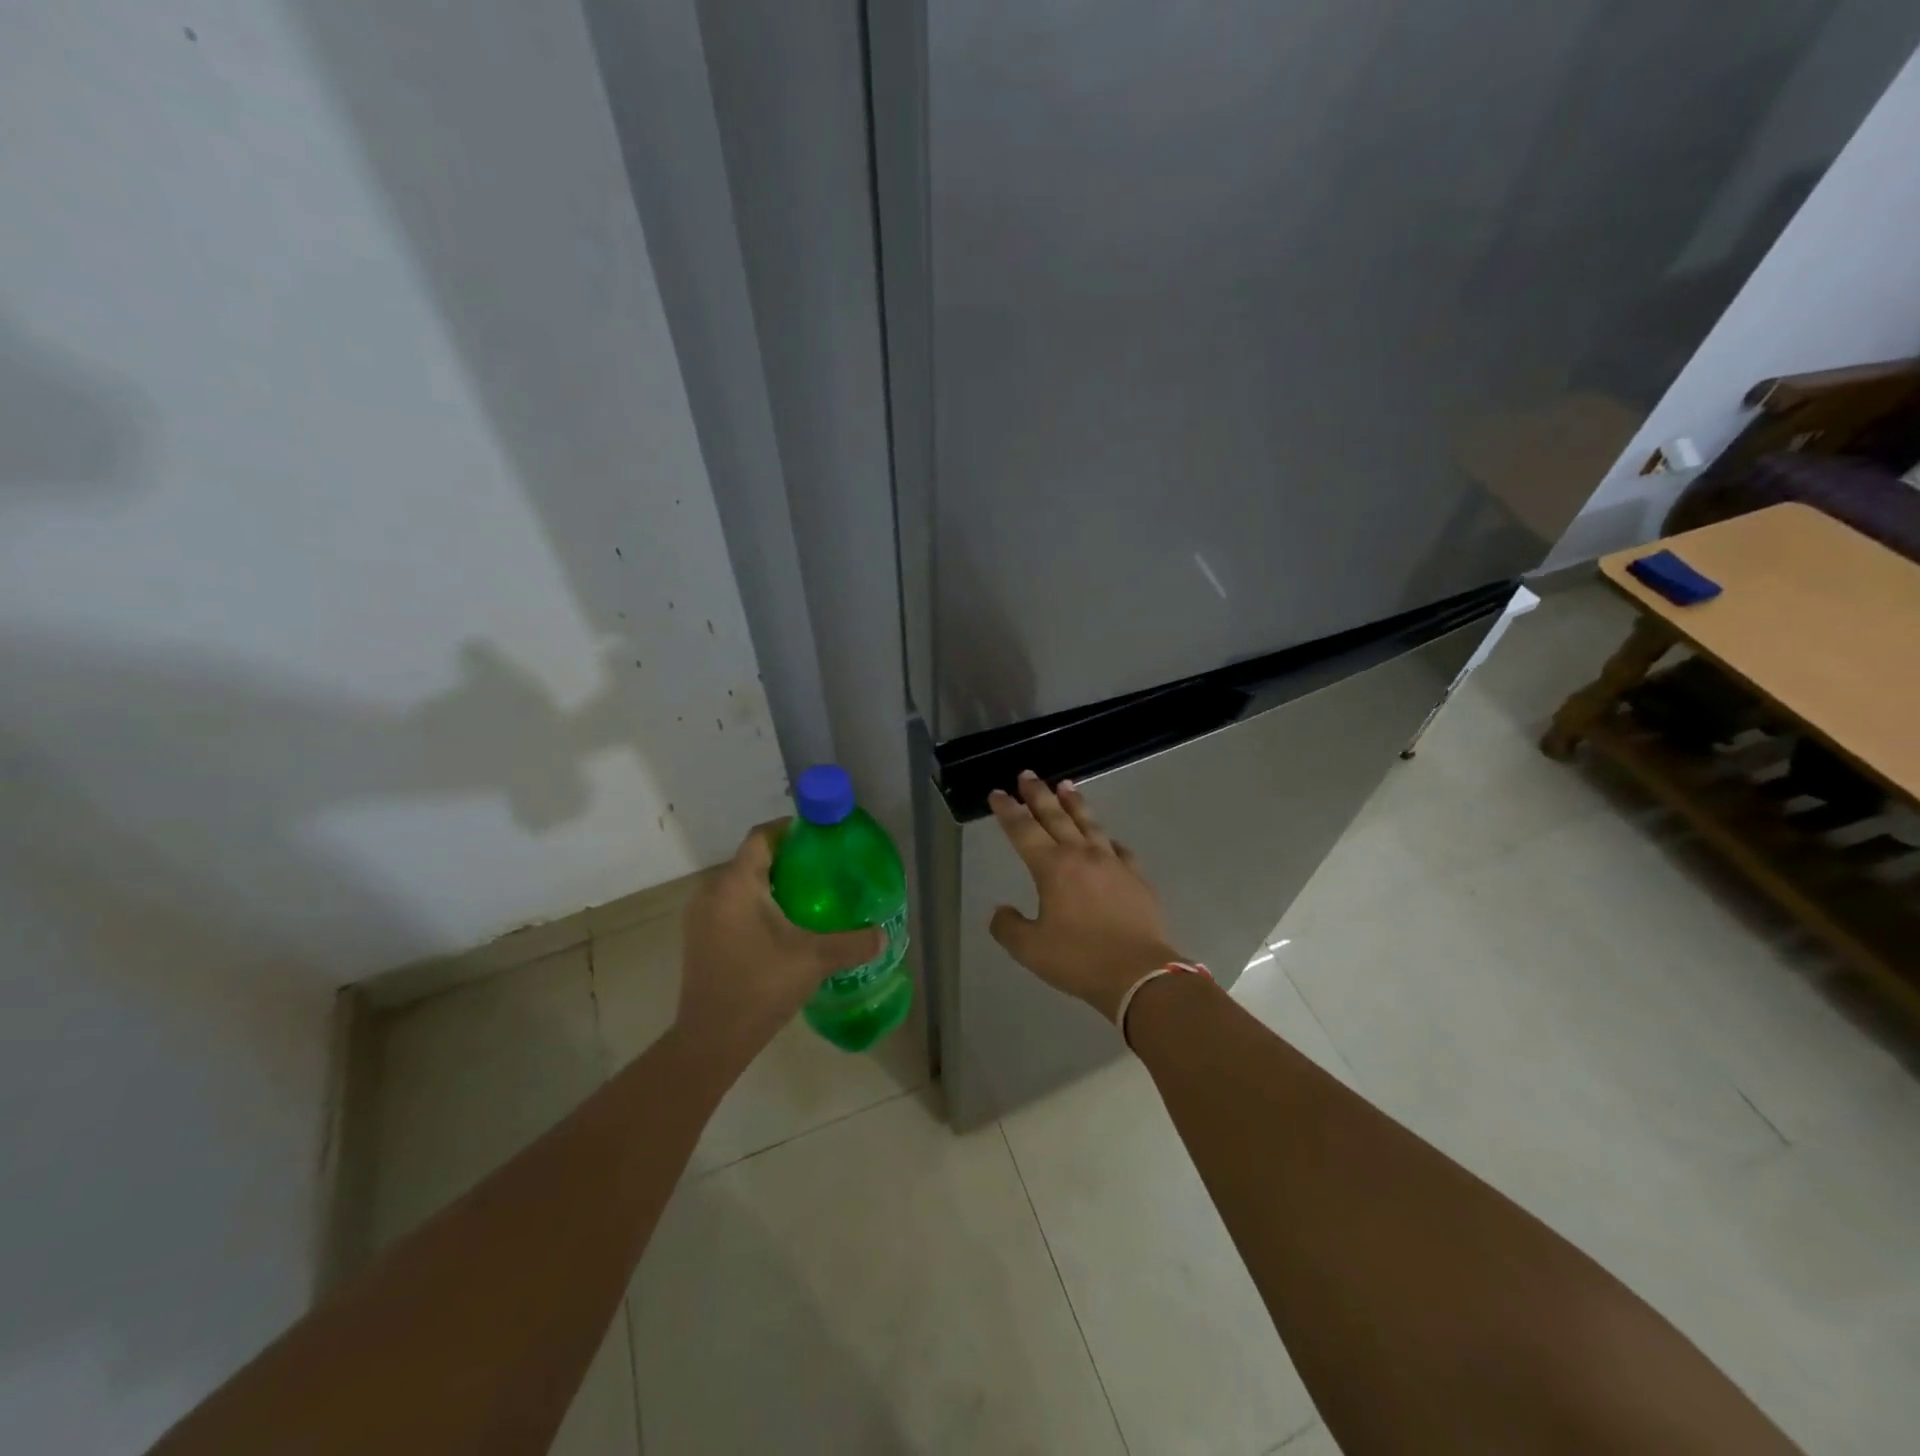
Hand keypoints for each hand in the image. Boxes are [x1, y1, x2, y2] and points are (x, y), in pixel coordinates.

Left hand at [676, 822, 883, 1071]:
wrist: (710, 1040)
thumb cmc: (760, 987)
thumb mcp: (814, 960)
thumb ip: (852, 943)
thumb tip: (883, 935)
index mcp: (737, 884)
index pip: (762, 837)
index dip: (790, 829)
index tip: (819, 837)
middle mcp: (712, 891)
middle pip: (752, 859)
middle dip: (787, 859)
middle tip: (823, 869)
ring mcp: (701, 915)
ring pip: (740, 884)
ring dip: (771, 884)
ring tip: (808, 897)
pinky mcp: (699, 937)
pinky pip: (730, 904)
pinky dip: (755, 904)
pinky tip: (782, 926)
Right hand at [988, 771, 1183, 1022]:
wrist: (1140, 974)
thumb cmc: (1079, 959)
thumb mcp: (1030, 950)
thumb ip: (1008, 927)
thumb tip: (1000, 911)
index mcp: (1052, 868)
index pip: (1023, 830)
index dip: (1008, 810)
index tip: (998, 794)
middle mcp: (1081, 856)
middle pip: (1056, 816)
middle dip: (1038, 794)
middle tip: (1027, 774)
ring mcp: (1113, 863)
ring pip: (1089, 824)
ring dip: (1075, 804)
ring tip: (1066, 785)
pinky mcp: (1136, 878)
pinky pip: (1119, 849)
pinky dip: (1107, 839)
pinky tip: (1107, 839)